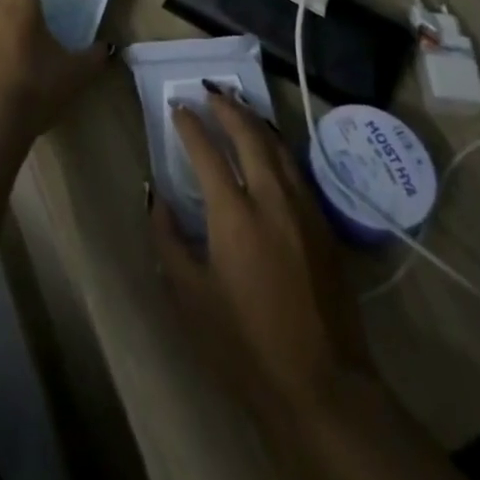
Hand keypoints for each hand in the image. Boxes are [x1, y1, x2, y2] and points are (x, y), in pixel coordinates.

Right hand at [151, 88, 374, 414]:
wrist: (323, 387)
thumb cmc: (245, 347)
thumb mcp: (191, 298)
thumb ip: (168, 240)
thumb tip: (156, 196)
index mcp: (234, 215)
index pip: (207, 151)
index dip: (189, 125)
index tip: (176, 108)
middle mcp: (271, 198)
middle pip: (248, 135)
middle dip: (226, 108)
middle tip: (208, 91)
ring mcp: (303, 208)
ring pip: (278, 146)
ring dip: (254, 120)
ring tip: (237, 104)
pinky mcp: (324, 224)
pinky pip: (296, 167)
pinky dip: (276, 145)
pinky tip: (269, 145)